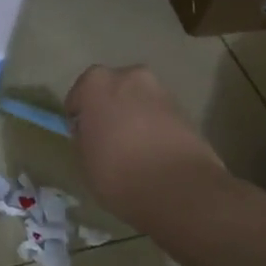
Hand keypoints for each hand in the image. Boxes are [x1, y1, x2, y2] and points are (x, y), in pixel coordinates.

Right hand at [66, 66, 225, 218]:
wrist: (178, 188)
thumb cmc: (117, 171)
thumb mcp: (83, 159)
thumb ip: (85, 137)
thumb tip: (93, 134)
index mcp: (96, 82)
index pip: (79, 95)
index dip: (80, 117)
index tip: (84, 137)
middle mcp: (129, 76)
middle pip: (113, 91)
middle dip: (110, 109)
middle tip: (108, 139)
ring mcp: (161, 91)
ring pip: (138, 102)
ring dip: (134, 117)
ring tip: (134, 149)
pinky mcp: (185, 111)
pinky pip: (160, 116)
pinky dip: (155, 128)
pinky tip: (154, 154)